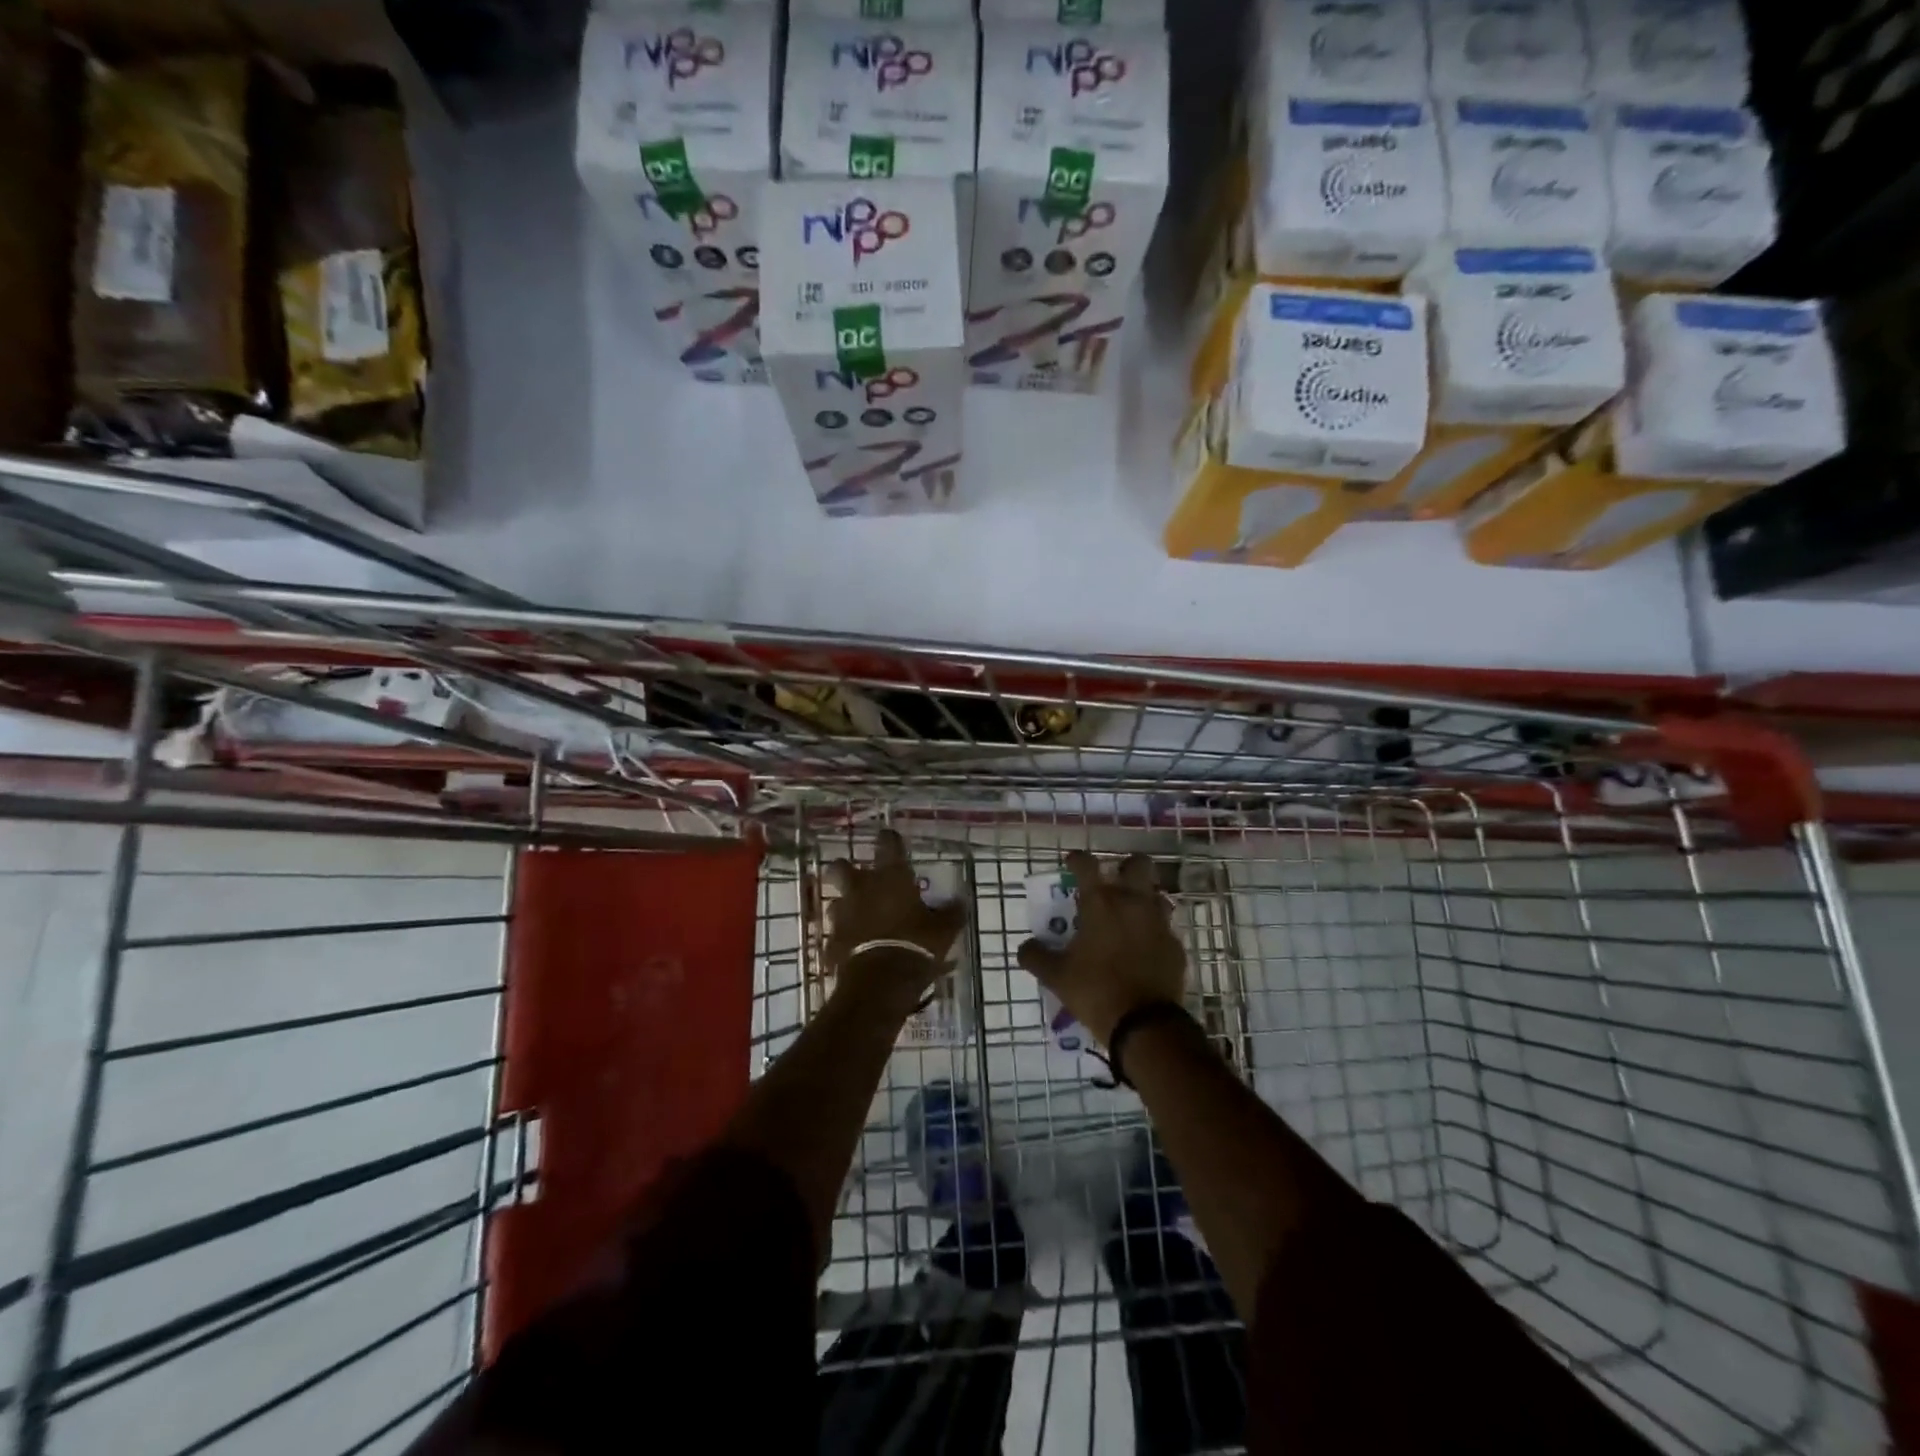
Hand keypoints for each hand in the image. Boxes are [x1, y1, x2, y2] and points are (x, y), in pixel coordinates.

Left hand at [826, 829, 965, 1011]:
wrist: (880, 983)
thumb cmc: (916, 945)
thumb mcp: (944, 930)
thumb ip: (951, 913)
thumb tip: (960, 902)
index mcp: (890, 877)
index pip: (888, 843)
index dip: (890, 840)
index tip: (892, 841)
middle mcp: (861, 888)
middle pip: (840, 867)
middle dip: (846, 870)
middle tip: (861, 879)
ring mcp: (843, 915)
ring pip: (837, 901)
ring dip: (847, 907)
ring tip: (862, 919)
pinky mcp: (832, 942)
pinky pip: (837, 935)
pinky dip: (846, 938)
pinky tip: (857, 949)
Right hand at [1018, 851, 1185, 1044]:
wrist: (1145, 1024)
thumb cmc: (1095, 991)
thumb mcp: (1056, 976)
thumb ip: (1036, 956)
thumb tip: (1025, 946)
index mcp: (1101, 904)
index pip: (1087, 864)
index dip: (1077, 859)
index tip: (1071, 863)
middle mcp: (1133, 903)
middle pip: (1138, 864)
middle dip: (1125, 867)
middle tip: (1112, 883)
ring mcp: (1159, 923)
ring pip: (1157, 894)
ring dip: (1144, 898)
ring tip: (1129, 916)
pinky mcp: (1175, 946)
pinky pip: (1165, 928)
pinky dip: (1154, 932)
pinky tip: (1144, 949)